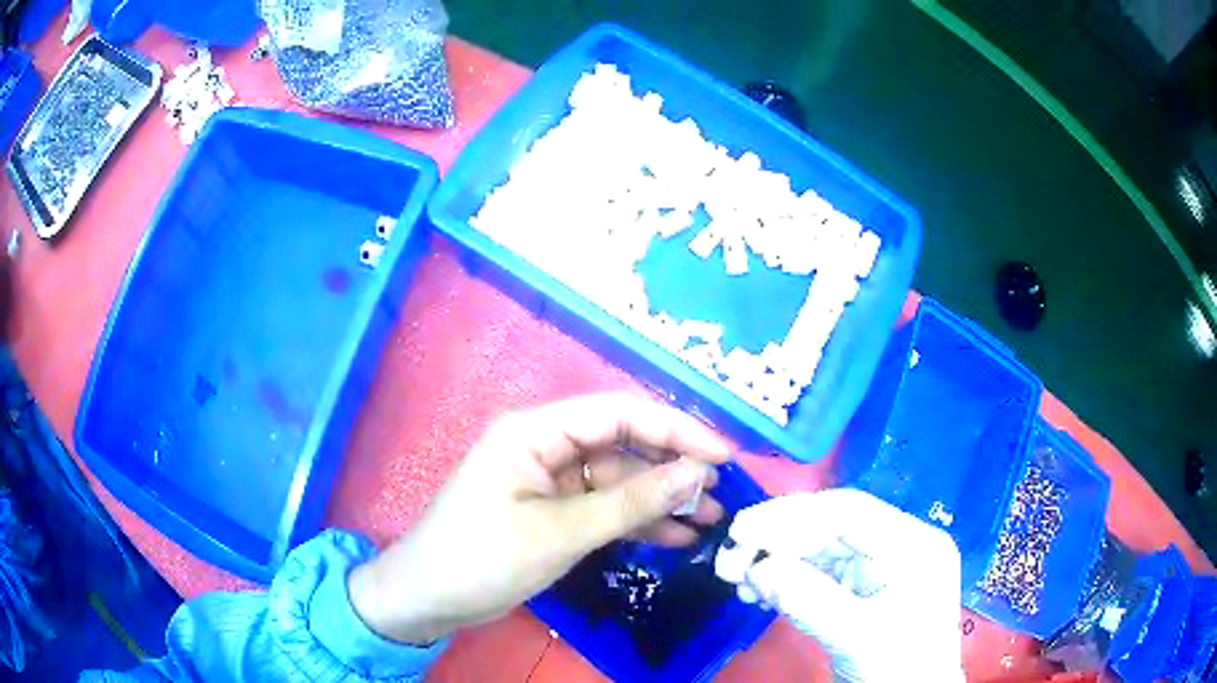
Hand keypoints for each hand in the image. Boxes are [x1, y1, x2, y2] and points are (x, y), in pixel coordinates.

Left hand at [348, 392, 730, 643]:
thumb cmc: (482, 558)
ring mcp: (548, 480)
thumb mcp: (560, 532)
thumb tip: (696, 474)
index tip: (723, 457)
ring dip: (660, 499)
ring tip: (708, 520)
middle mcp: (544, 445)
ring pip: (618, 480)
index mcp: (536, 431)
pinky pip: (603, 508)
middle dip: (672, 468)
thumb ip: (630, 503)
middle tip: (719, 496)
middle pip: (623, 445)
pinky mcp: (551, 511)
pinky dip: (636, 521)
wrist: (426, 599)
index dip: (676, 429)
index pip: (619, 413)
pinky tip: (674, 538)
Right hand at [715, 489, 963, 682]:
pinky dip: (788, 579)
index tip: (741, 531)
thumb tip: (757, 569)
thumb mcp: (857, 637)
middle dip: (778, 540)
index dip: (791, 516)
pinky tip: (760, 592)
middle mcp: (900, 545)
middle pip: (832, 527)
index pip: (849, 512)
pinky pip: (821, 571)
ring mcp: (883, 566)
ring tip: (738, 581)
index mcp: (913, 545)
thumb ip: (808, 600)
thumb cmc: (898, 669)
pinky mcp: (865, 587)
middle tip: (729, 560)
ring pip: (821, 547)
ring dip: (777, 560)